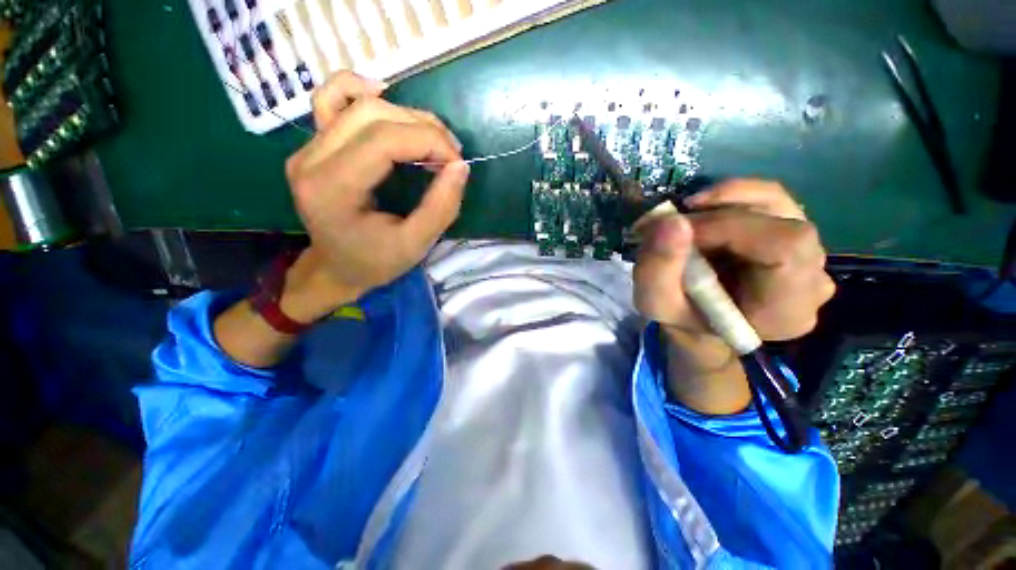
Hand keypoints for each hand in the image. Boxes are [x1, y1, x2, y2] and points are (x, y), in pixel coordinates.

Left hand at [281, 72, 468, 318]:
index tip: (458, 164)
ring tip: (433, 139)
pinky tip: (384, 97)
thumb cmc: (375, 262)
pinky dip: (358, 90)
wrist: (337, 268)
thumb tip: (460, 166)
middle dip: (424, 128)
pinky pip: (330, 100)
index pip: (385, 140)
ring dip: (406, 114)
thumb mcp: (415, 245)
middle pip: (373, 114)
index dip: (431, 142)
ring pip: (358, 103)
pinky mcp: (313, 144)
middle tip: (451, 156)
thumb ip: (441, 207)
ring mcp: (307, 148)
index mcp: (332, 189)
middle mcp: (311, 159)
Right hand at [634, 179, 834, 341]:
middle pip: (782, 221)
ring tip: (684, 214)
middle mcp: (811, 278)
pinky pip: (768, 201)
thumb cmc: (681, 319)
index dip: (731, 227)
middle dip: (719, 213)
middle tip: (673, 222)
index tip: (680, 230)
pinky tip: (701, 211)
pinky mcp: (789, 234)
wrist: (700, 323)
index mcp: (787, 308)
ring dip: (723, 201)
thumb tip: (672, 219)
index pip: (784, 247)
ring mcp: (806, 253)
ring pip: (776, 203)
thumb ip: (657, 270)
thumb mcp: (656, 304)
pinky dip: (729, 199)